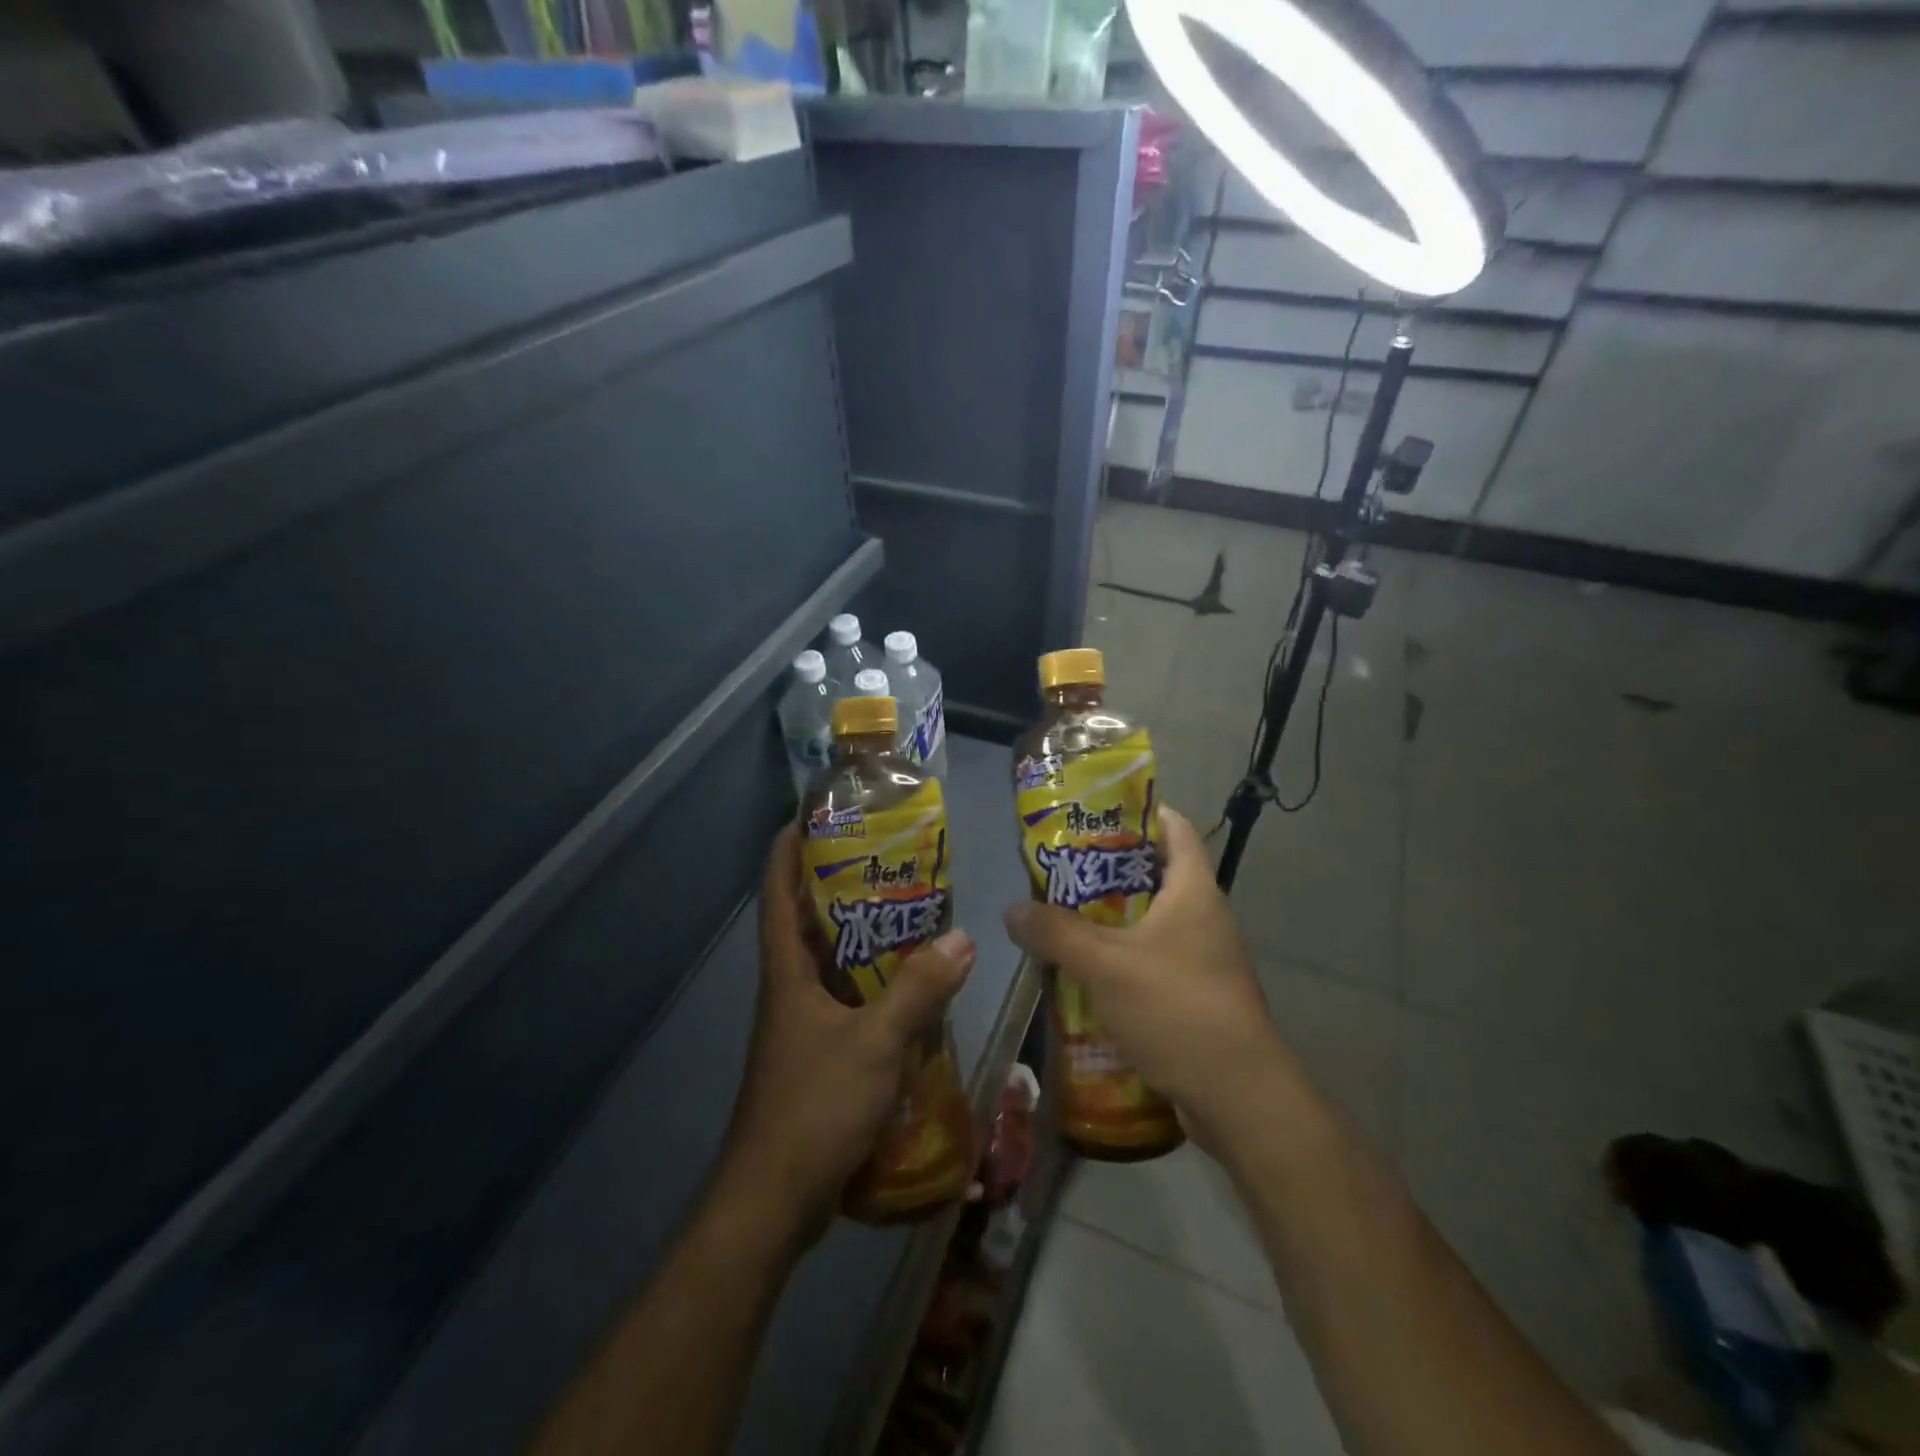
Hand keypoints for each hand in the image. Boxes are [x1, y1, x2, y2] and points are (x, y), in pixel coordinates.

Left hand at [722, 826, 974, 1242]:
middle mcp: (789, 988)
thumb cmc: (813, 1107)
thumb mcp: (874, 1044)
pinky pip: (847, 999)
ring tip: (912, 909)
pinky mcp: (818, 1053)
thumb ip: (919, 990)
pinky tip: (914, 984)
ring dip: (862, 933)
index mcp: (787, 971)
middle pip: (808, 919)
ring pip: (830, 961)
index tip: (817, 813)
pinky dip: (874, 981)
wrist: (773, 1200)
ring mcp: (801, 1023)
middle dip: (839, 882)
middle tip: (889, 855)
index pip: (777, 891)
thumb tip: (962, 937)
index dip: (789, 847)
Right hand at [1002, 805, 1285, 1147]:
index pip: (1175, 829)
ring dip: (1113, 917)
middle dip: (1110, 869)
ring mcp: (1205, 959)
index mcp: (1195, 891)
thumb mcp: (1106, 965)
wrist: (1238, 1097)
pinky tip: (1088, 972)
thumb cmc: (1176, 1009)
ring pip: (1153, 921)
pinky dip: (1124, 957)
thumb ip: (1056, 933)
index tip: (1095, 812)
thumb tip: (1012, 910)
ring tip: (1064, 916)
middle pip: (1158, 874)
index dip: (1140, 812)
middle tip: (1062, 868)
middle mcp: (1206, 917)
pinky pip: (1155, 960)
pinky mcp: (1199, 996)